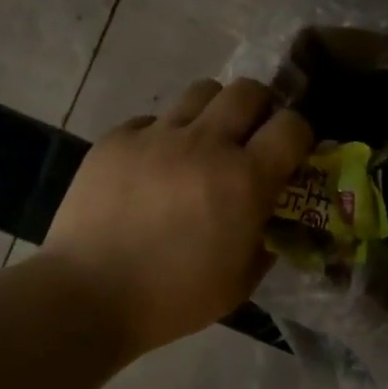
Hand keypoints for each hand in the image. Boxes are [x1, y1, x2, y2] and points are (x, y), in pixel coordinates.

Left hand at [39, 78, 312, 360]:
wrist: (88, 295)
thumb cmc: (173, 297)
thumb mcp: (240, 282)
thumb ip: (265, 239)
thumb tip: (269, 215)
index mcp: (245, 180)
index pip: (292, 126)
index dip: (299, 134)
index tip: (291, 152)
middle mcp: (206, 144)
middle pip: (248, 90)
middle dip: (259, 108)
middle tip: (250, 136)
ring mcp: (158, 135)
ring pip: (201, 92)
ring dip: (213, 112)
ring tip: (202, 141)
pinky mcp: (118, 138)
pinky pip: (153, 120)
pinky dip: (163, 135)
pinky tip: (152, 166)